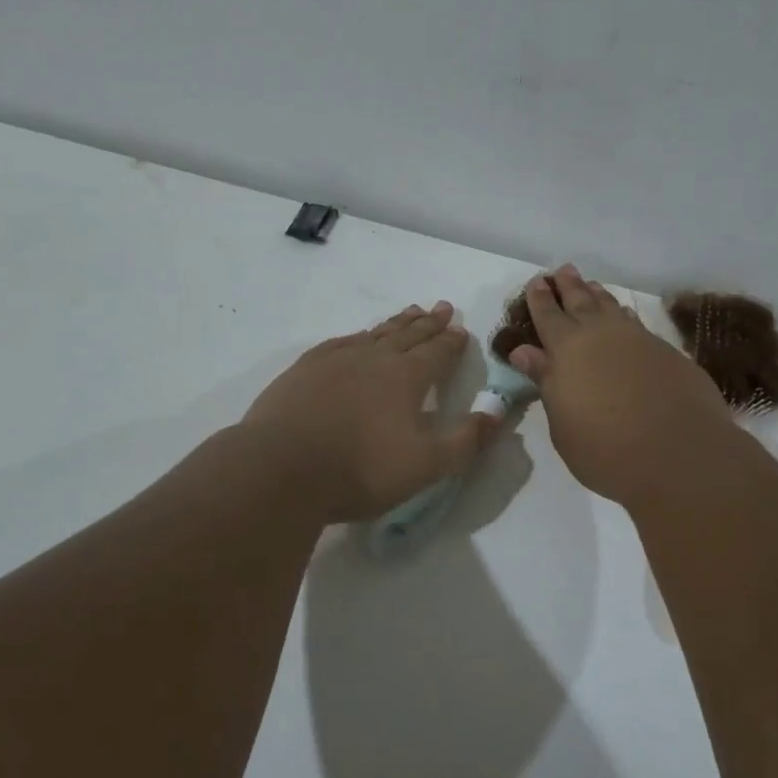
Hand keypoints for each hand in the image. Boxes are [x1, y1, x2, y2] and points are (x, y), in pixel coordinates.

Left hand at [241, 301, 497, 522]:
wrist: (280, 470)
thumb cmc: (361, 470)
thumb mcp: (426, 465)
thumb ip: (466, 440)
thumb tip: (498, 413)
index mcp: (406, 376)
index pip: (437, 352)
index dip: (452, 342)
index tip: (462, 330)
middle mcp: (373, 358)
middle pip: (408, 334)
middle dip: (429, 322)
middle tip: (442, 307)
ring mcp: (335, 360)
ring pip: (374, 333)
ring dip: (396, 323)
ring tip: (409, 312)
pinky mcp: (303, 370)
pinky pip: (340, 342)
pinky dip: (357, 336)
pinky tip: (356, 338)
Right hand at [506, 266, 732, 505]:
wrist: (678, 453)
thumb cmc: (605, 449)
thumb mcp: (562, 422)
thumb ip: (546, 381)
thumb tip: (525, 352)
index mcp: (567, 349)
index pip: (548, 316)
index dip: (540, 299)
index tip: (536, 282)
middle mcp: (602, 335)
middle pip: (582, 302)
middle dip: (569, 286)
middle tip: (562, 270)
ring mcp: (639, 340)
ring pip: (612, 308)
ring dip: (598, 295)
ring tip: (591, 285)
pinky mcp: (668, 353)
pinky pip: (637, 323)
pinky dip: (625, 315)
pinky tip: (625, 316)